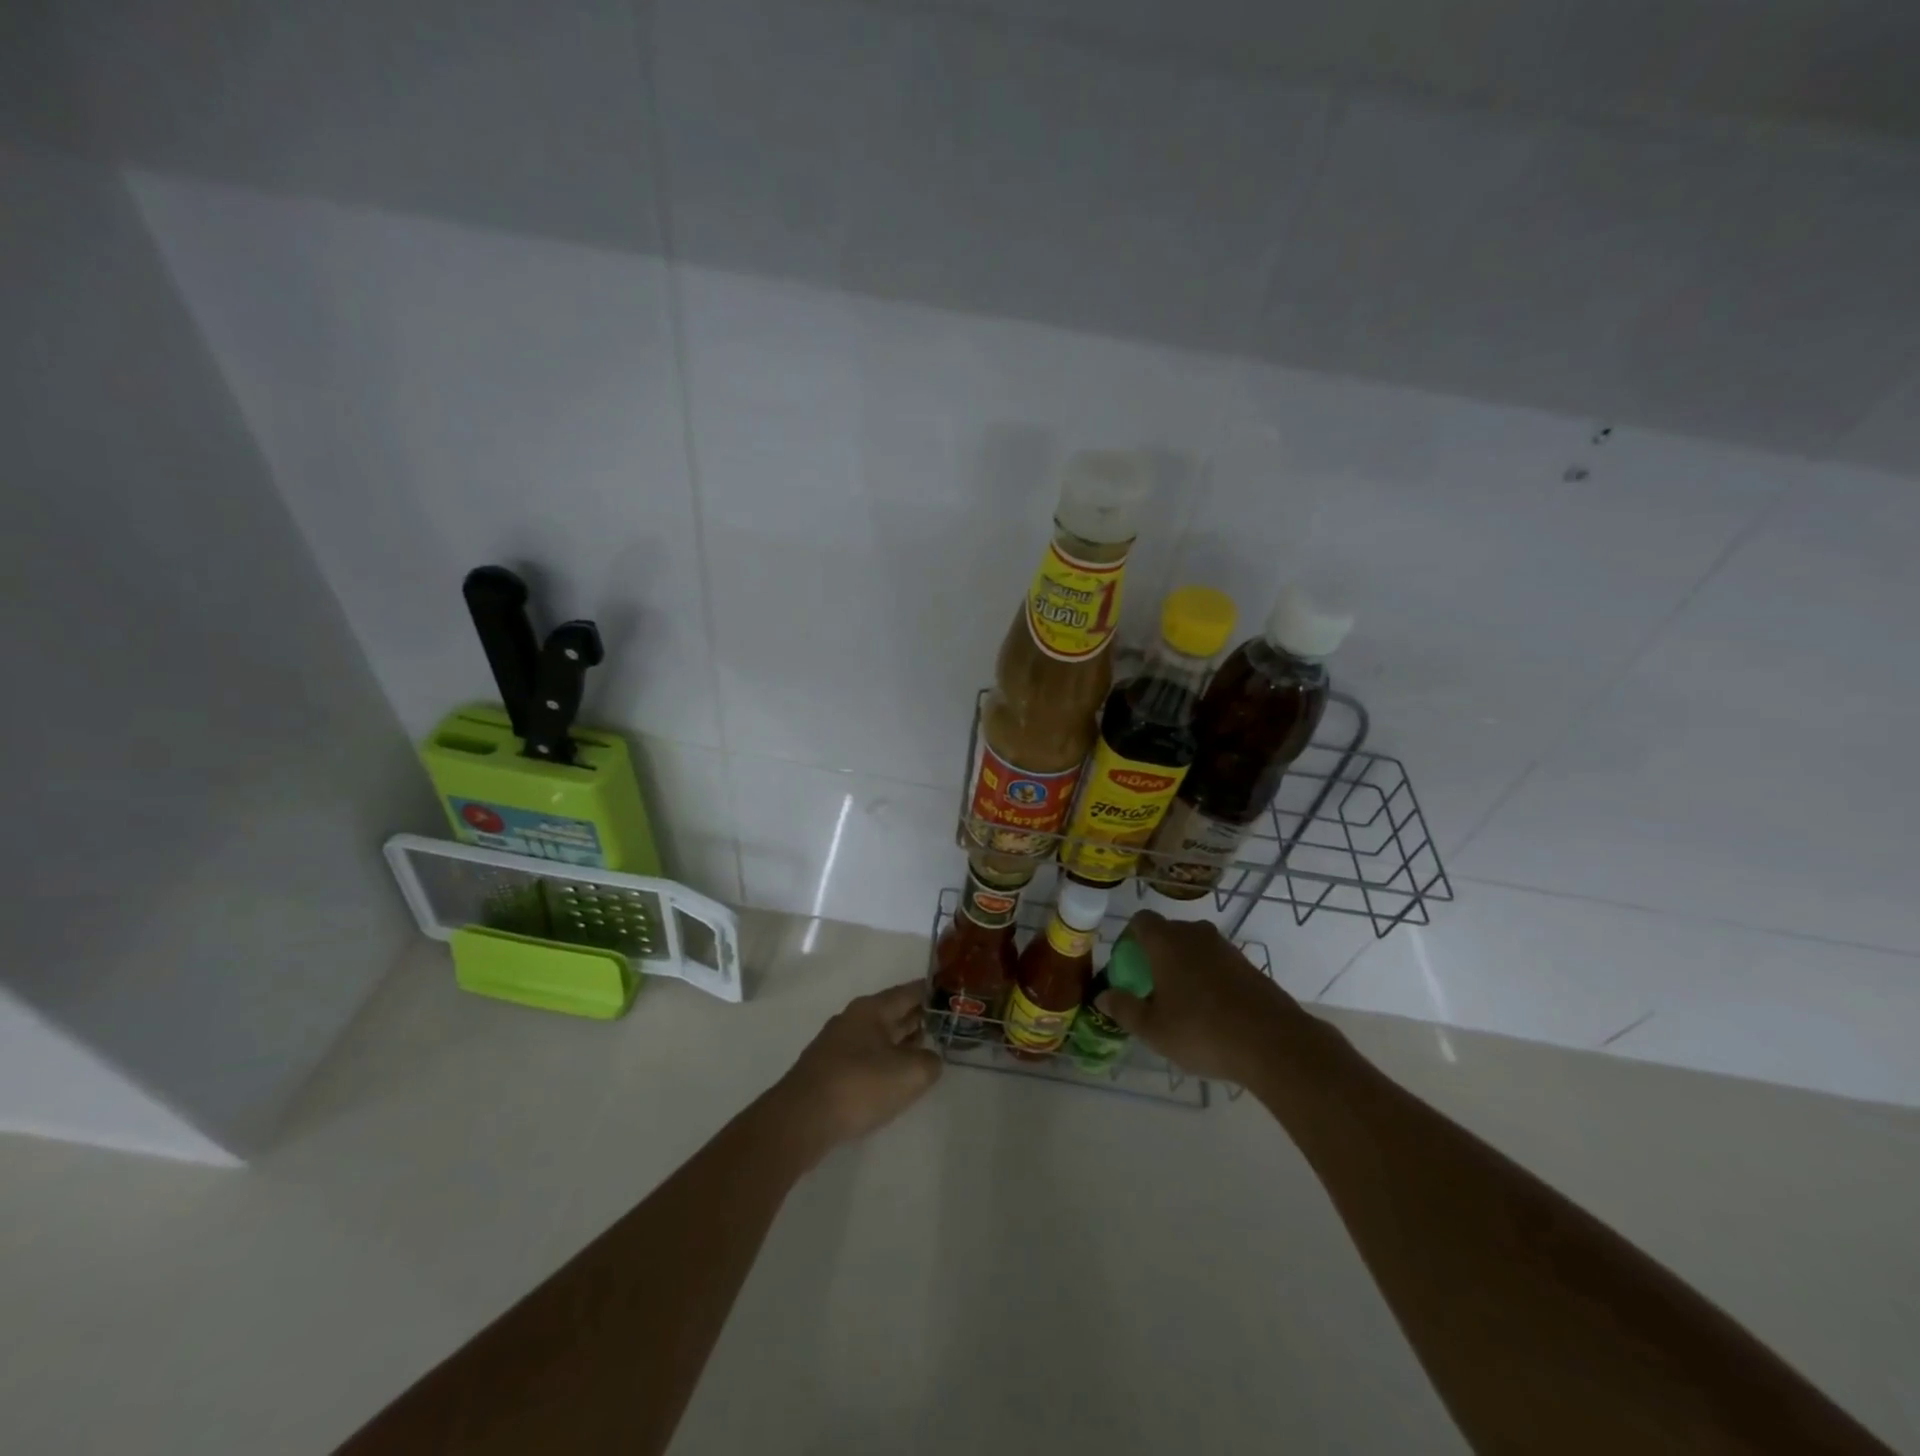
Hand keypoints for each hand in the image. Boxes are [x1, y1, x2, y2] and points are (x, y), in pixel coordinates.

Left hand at [773, 981, 941, 1158]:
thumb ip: (929, 1061)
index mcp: (872, 1009)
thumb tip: (928, 1059)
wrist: (801, 1120)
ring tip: (926, 1052)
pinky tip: (894, 1079)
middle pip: (894, 1013)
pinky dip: (884, 1063)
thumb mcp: (910, 1073)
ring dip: (902, 1043)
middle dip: (919, 1019)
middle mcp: (853, 1020)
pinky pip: (865, 1058)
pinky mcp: (828, 1072)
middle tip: (947, 1026)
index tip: (953, 996)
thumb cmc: (859, 1085)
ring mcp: (837, 1046)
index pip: (910, 992)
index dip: (933, 994)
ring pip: (879, 1037)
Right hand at [1096, 911, 1311, 1083]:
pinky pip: (1217, 963)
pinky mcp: (1249, 966)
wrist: (1274, 1044)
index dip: (1130, 938)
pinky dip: (1209, 978)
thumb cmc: (1202, 1031)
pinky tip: (1211, 1012)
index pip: (1141, 920)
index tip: (1128, 965)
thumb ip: (1124, 1009)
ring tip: (1182, 1002)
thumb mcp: (1153, 1029)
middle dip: (1157, 954)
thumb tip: (1102, 996)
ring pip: (1195, 947)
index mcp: (1166, 941)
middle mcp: (1195, 934)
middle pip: (1168, 932)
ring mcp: (1226, 948)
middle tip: (1151, 987)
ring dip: (1184, 966)